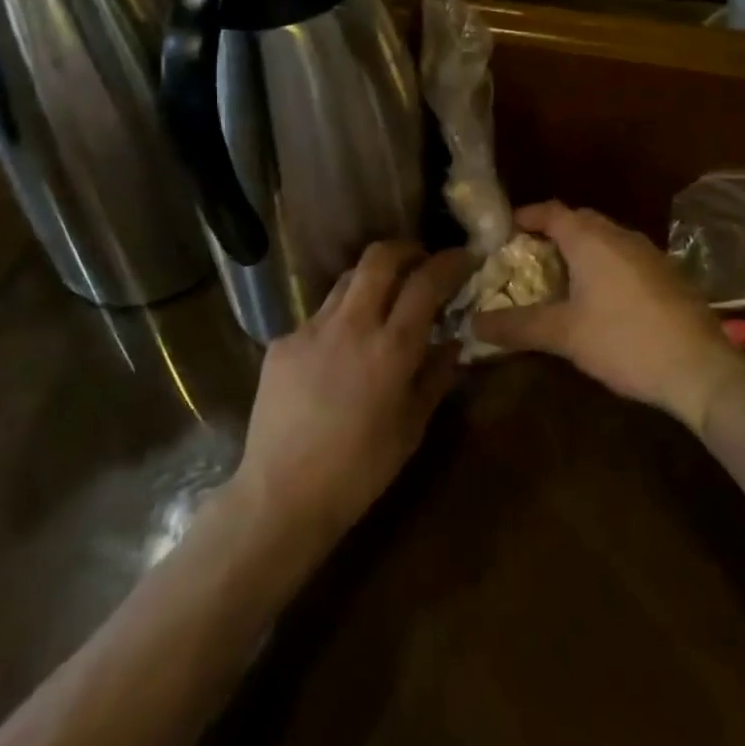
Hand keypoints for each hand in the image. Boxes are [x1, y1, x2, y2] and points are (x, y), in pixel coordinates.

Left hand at [228, 242, 468, 547]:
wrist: (282, 496)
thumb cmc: (360, 471)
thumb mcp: (412, 428)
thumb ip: (435, 376)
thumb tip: (452, 341)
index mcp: (391, 348)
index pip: (426, 282)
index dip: (448, 262)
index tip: (462, 256)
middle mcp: (351, 325)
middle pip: (379, 258)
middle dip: (406, 249)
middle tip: (420, 260)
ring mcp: (311, 329)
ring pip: (346, 280)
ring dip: (371, 279)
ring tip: (382, 299)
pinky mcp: (282, 342)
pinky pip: (318, 317)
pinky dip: (339, 321)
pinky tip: (338, 352)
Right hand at [474, 203, 739, 432]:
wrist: (700, 369)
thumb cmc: (624, 341)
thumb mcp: (563, 335)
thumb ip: (517, 326)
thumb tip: (473, 324)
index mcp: (591, 239)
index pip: (551, 211)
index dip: (525, 217)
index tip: (502, 232)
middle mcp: (620, 235)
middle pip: (578, 221)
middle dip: (551, 233)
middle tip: (526, 258)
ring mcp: (648, 253)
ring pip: (604, 239)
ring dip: (579, 250)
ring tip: (558, 278)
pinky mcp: (667, 275)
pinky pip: (624, 257)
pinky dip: (604, 265)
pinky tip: (599, 298)